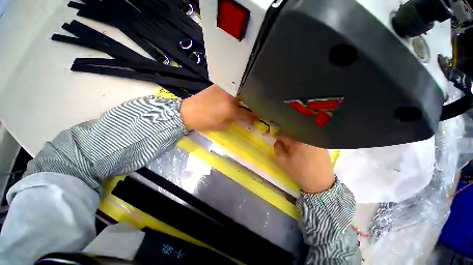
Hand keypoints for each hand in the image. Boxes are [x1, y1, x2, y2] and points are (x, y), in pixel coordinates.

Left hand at [181, 84, 255, 130]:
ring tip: (248, 99)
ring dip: (245, 96)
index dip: (254, 117)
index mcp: (231, 110)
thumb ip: (234, 121)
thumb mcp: (222, 126)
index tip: (258, 117)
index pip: (248, 114)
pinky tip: (237, 94)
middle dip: (253, 104)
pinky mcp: (219, 85)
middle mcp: (231, 97)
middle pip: (247, 99)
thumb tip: (241, 117)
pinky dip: (237, 91)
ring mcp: (225, 89)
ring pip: (241, 91)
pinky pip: (233, 87)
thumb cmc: (205, 122)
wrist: (188, 111)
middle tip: (255, 107)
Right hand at [274, 134, 334, 192]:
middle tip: (285, 144)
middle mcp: (308, 138)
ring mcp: (316, 141)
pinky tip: (304, 151)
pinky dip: (303, 142)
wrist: (320, 184)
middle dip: (287, 137)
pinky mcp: (322, 144)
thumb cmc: (299, 172)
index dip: (277, 136)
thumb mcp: (282, 161)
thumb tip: (278, 141)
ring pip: (301, 136)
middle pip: (293, 133)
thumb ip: (277, 148)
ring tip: (294, 148)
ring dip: (295, 139)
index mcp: (297, 141)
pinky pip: (309, 139)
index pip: (284, 134)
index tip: (275, 138)